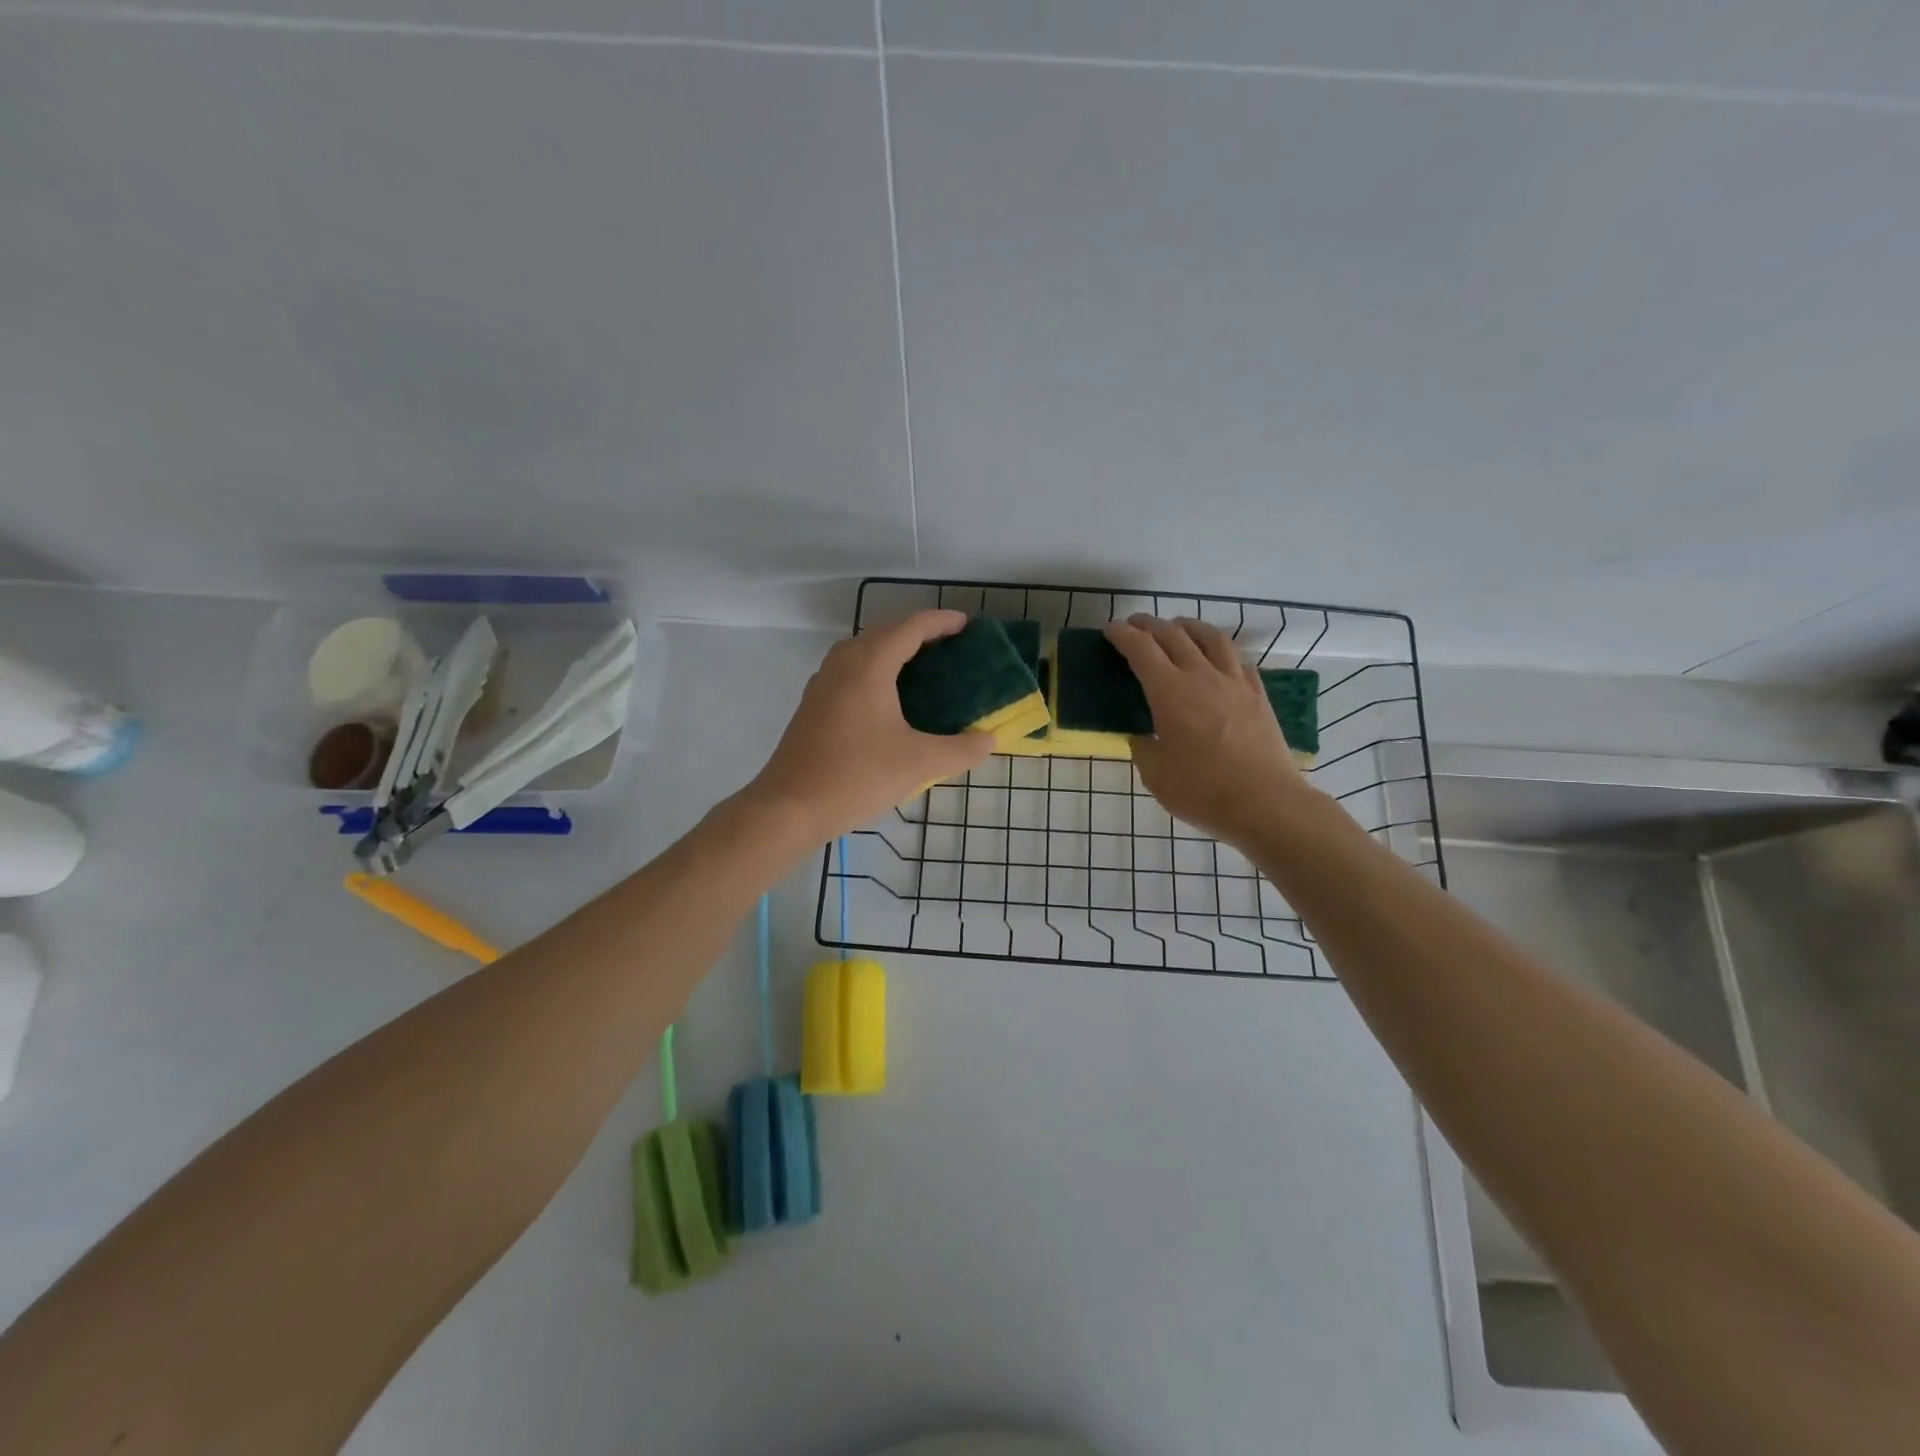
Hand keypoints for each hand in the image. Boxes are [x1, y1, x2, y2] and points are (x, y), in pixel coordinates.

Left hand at [744, 609, 993, 842]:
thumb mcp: (918, 764)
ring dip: (894, 649)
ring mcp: (823, 683)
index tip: (966, 624)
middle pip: (885, 632)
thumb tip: (988, 740)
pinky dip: (876, 669)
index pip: (910, 627)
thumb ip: (959, 750)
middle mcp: (843, 663)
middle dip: (918, 632)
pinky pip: (850, 670)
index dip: (940, 621)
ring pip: (864, 650)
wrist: (790, 807)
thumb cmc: (856, 776)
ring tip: (923, 667)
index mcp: (869, 664)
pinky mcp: (814, 704)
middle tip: (950, 645)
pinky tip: (889, 697)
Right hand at [1103, 614, 1318, 846]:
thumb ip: (1144, 748)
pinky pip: (1237, 660)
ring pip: (1210, 638)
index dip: (1122, 635)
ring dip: (1188, 626)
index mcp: (1170, 693)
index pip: (1141, 649)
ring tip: (1177, 627)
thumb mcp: (1156, 775)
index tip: (1111, 630)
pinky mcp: (1258, 695)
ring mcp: (1234, 682)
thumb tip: (1143, 736)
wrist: (1266, 803)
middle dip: (1149, 625)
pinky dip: (1219, 651)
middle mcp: (1201, 676)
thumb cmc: (1202, 791)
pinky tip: (1216, 659)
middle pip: (1173, 634)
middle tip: (1134, 626)